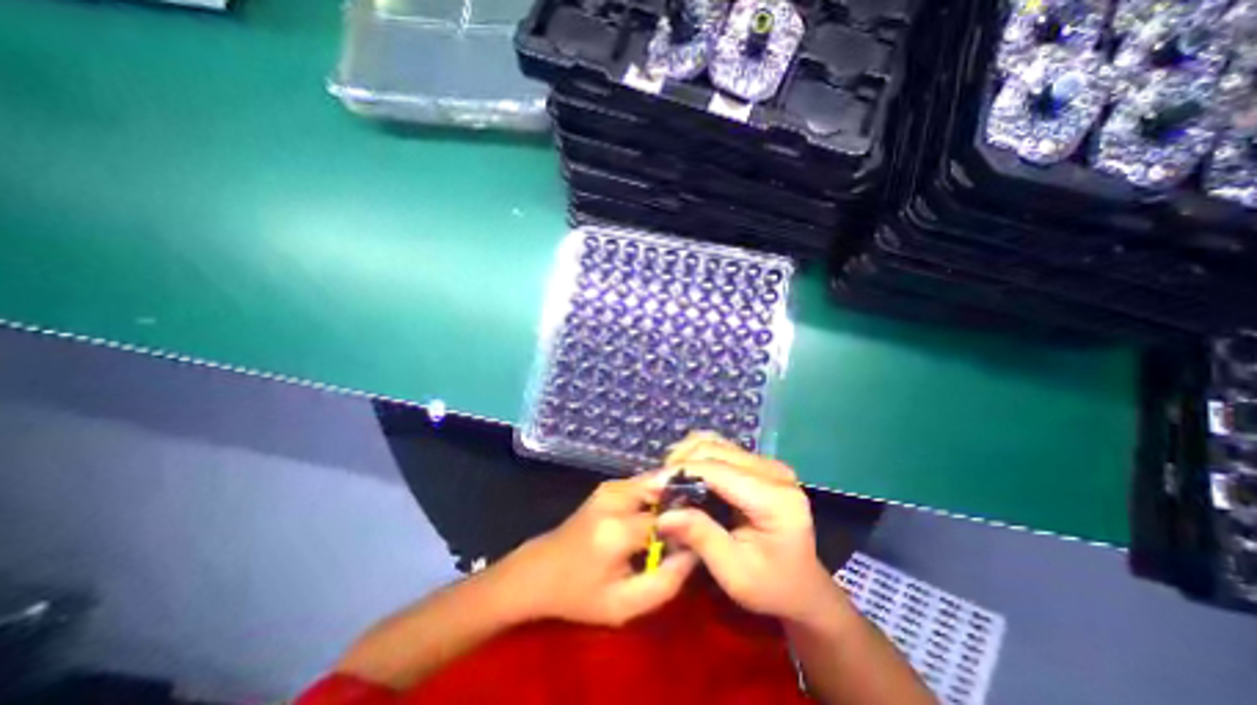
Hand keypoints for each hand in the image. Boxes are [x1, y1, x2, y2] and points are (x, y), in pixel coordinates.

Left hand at [499, 469, 695, 626]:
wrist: (539, 571)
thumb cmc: (579, 594)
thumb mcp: (624, 606)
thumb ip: (666, 583)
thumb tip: (694, 552)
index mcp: (617, 530)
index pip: (670, 519)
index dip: (687, 529)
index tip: (696, 543)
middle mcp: (615, 497)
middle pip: (664, 489)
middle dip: (683, 503)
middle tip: (692, 527)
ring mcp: (610, 487)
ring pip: (656, 482)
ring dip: (672, 498)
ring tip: (679, 521)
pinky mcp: (608, 486)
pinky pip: (644, 483)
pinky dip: (658, 495)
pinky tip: (659, 515)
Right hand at [653, 430, 837, 621]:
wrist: (801, 585)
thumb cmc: (771, 586)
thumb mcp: (734, 573)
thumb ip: (700, 537)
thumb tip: (662, 515)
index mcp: (775, 499)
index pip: (718, 471)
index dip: (681, 473)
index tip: (650, 486)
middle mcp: (774, 471)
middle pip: (714, 449)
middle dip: (680, 463)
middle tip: (658, 488)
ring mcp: (768, 463)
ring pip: (715, 442)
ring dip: (687, 456)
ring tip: (669, 480)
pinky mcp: (759, 463)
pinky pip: (721, 448)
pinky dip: (698, 456)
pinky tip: (686, 474)